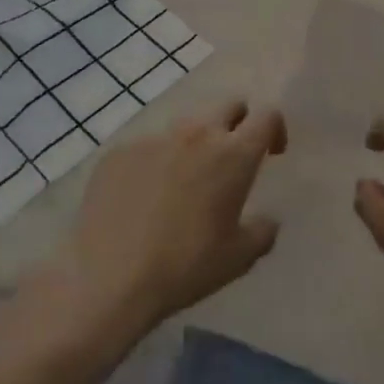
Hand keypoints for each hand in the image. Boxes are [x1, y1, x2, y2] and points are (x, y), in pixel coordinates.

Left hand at [56, 100, 287, 330]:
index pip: (267, 116)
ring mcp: (154, 139)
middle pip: (229, 105)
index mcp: (233, 155)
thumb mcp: (239, 258)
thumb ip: (263, 231)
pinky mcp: (119, 152)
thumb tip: (266, 220)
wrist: (108, 277)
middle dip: (238, 123)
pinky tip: (143, 200)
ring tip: (183, 184)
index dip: (275, 129)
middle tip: (230, 160)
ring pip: (185, 126)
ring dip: (195, 145)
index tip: (271, 153)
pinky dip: (155, 164)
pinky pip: (147, 148)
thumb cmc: (185, 266)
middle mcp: (196, 134)